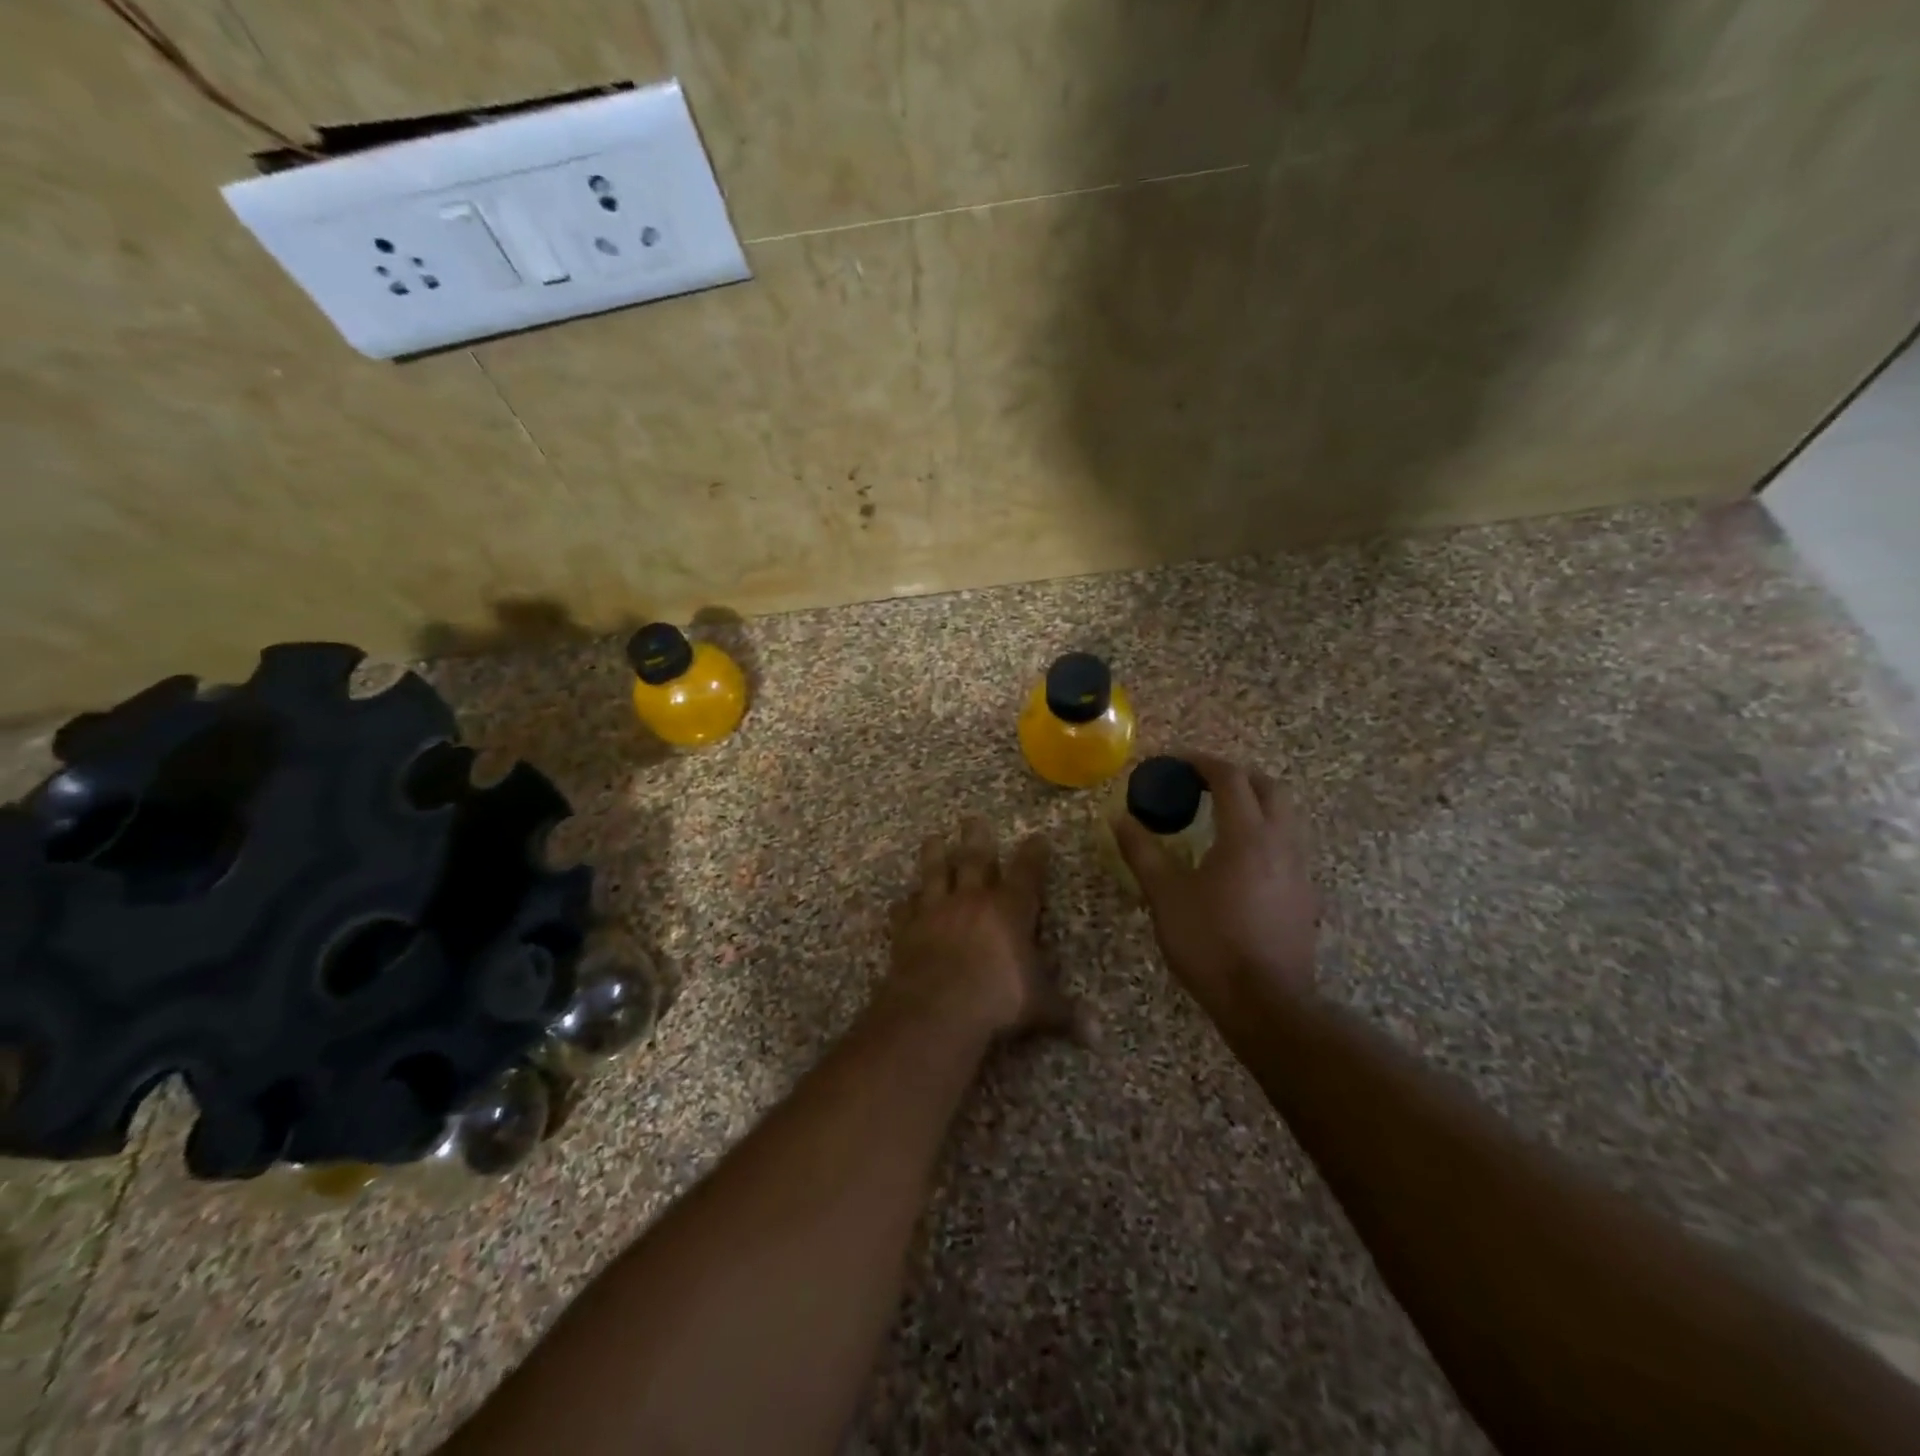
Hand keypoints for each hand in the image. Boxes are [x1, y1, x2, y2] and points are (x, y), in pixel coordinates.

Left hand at [887, 817, 1085, 1041]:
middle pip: (975, 859)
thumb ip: (1066, 1013)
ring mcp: (936, 910)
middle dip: (976, 838)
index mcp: (1010, 909)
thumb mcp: (1040, 1006)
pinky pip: (904, 910)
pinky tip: (901, 901)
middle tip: (972, 818)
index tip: (1037, 837)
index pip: (1027, 872)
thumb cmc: (999, 998)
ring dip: (934, 855)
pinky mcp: (907, 928)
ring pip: (935, 873)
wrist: (939, 1005)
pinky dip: (904, 904)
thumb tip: (1097, 1035)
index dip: (1034, 854)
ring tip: (932, 838)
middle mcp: (973, 899)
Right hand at [1113, 754, 1318, 1008]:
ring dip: (1254, 803)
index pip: (1230, 778)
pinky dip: (1264, 833)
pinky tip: (1239, 860)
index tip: (1175, 761)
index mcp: (1247, 835)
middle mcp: (1281, 842)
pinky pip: (1287, 845)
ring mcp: (1299, 869)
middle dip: (1235, 776)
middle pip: (1268, 787)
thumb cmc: (1210, 943)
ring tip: (1219, 816)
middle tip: (1202, 782)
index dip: (1201, 762)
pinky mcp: (1304, 895)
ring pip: (1284, 816)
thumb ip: (1142, 852)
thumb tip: (1119, 819)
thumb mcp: (1165, 895)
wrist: (1266, 1003)